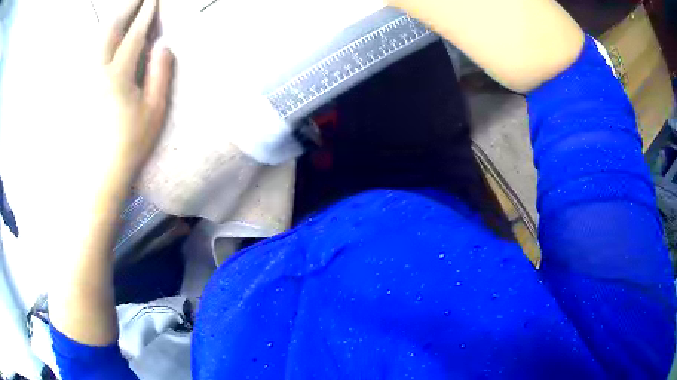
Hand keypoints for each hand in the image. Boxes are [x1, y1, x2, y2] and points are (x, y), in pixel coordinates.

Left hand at [47, 0, 174, 346]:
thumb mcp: (154, 113)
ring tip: (121, 10)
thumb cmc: (128, 148)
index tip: (154, 0)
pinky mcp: (75, 92)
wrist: (96, 178)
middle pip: (111, 29)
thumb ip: (160, 74)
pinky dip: (95, 40)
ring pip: (95, 40)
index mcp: (119, 76)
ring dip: (110, 21)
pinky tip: (100, 37)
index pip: (136, 35)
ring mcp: (83, 81)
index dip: (147, 15)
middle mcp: (97, 72)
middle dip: (127, 8)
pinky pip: (84, 56)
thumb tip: (164, 44)